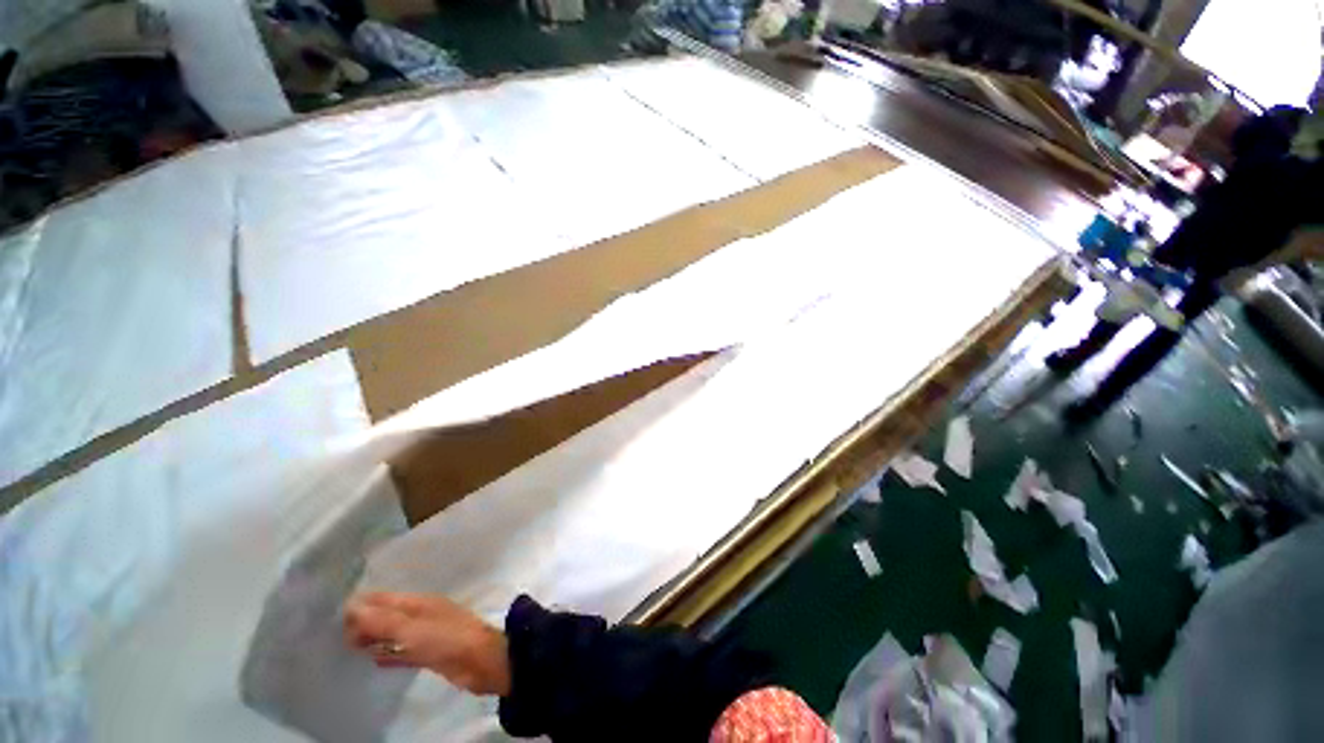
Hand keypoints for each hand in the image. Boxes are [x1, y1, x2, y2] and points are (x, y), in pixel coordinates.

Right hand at [344, 592, 511, 696]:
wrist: (481, 662)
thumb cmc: (447, 639)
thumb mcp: (412, 629)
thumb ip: (382, 621)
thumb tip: (351, 607)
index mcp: (419, 603)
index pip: (384, 599)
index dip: (360, 605)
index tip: (330, 616)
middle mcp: (421, 615)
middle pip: (387, 616)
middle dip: (363, 624)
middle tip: (333, 639)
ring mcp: (426, 635)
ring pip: (393, 635)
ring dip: (374, 640)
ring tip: (346, 648)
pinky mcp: (429, 654)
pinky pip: (402, 652)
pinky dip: (387, 654)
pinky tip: (372, 662)